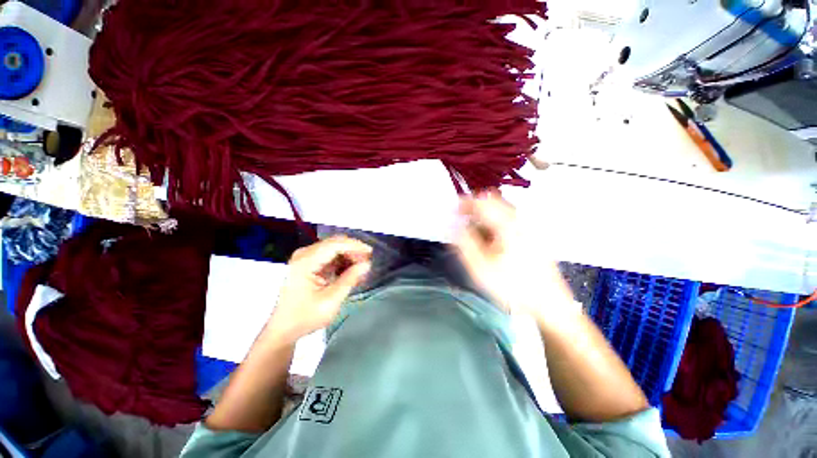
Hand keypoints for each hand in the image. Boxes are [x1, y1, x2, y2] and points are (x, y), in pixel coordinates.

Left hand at [265, 236, 371, 342]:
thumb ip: (350, 279)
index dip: (355, 246)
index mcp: (306, 262)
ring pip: (334, 248)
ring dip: (349, 256)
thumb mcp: (331, 301)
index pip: (335, 244)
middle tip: (367, 264)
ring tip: (360, 271)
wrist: (284, 328)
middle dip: (353, 251)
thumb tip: (367, 264)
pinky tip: (350, 272)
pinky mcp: (308, 263)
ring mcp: (305, 258)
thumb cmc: (305, 317)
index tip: (370, 254)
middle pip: (335, 243)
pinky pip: (330, 255)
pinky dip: (342, 261)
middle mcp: (304, 254)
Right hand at [455, 190, 573, 322]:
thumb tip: (454, 224)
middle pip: (495, 202)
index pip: (483, 203)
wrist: (549, 305)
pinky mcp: (532, 237)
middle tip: (462, 217)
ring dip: (486, 214)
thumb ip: (465, 242)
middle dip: (476, 206)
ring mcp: (529, 228)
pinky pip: (510, 220)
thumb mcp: (480, 267)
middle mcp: (520, 221)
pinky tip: (490, 236)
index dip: (466, 202)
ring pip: (503, 211)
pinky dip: (495, 222)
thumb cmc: (512, 287)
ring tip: (473, 226)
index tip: (453, 208)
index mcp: (507, 226)